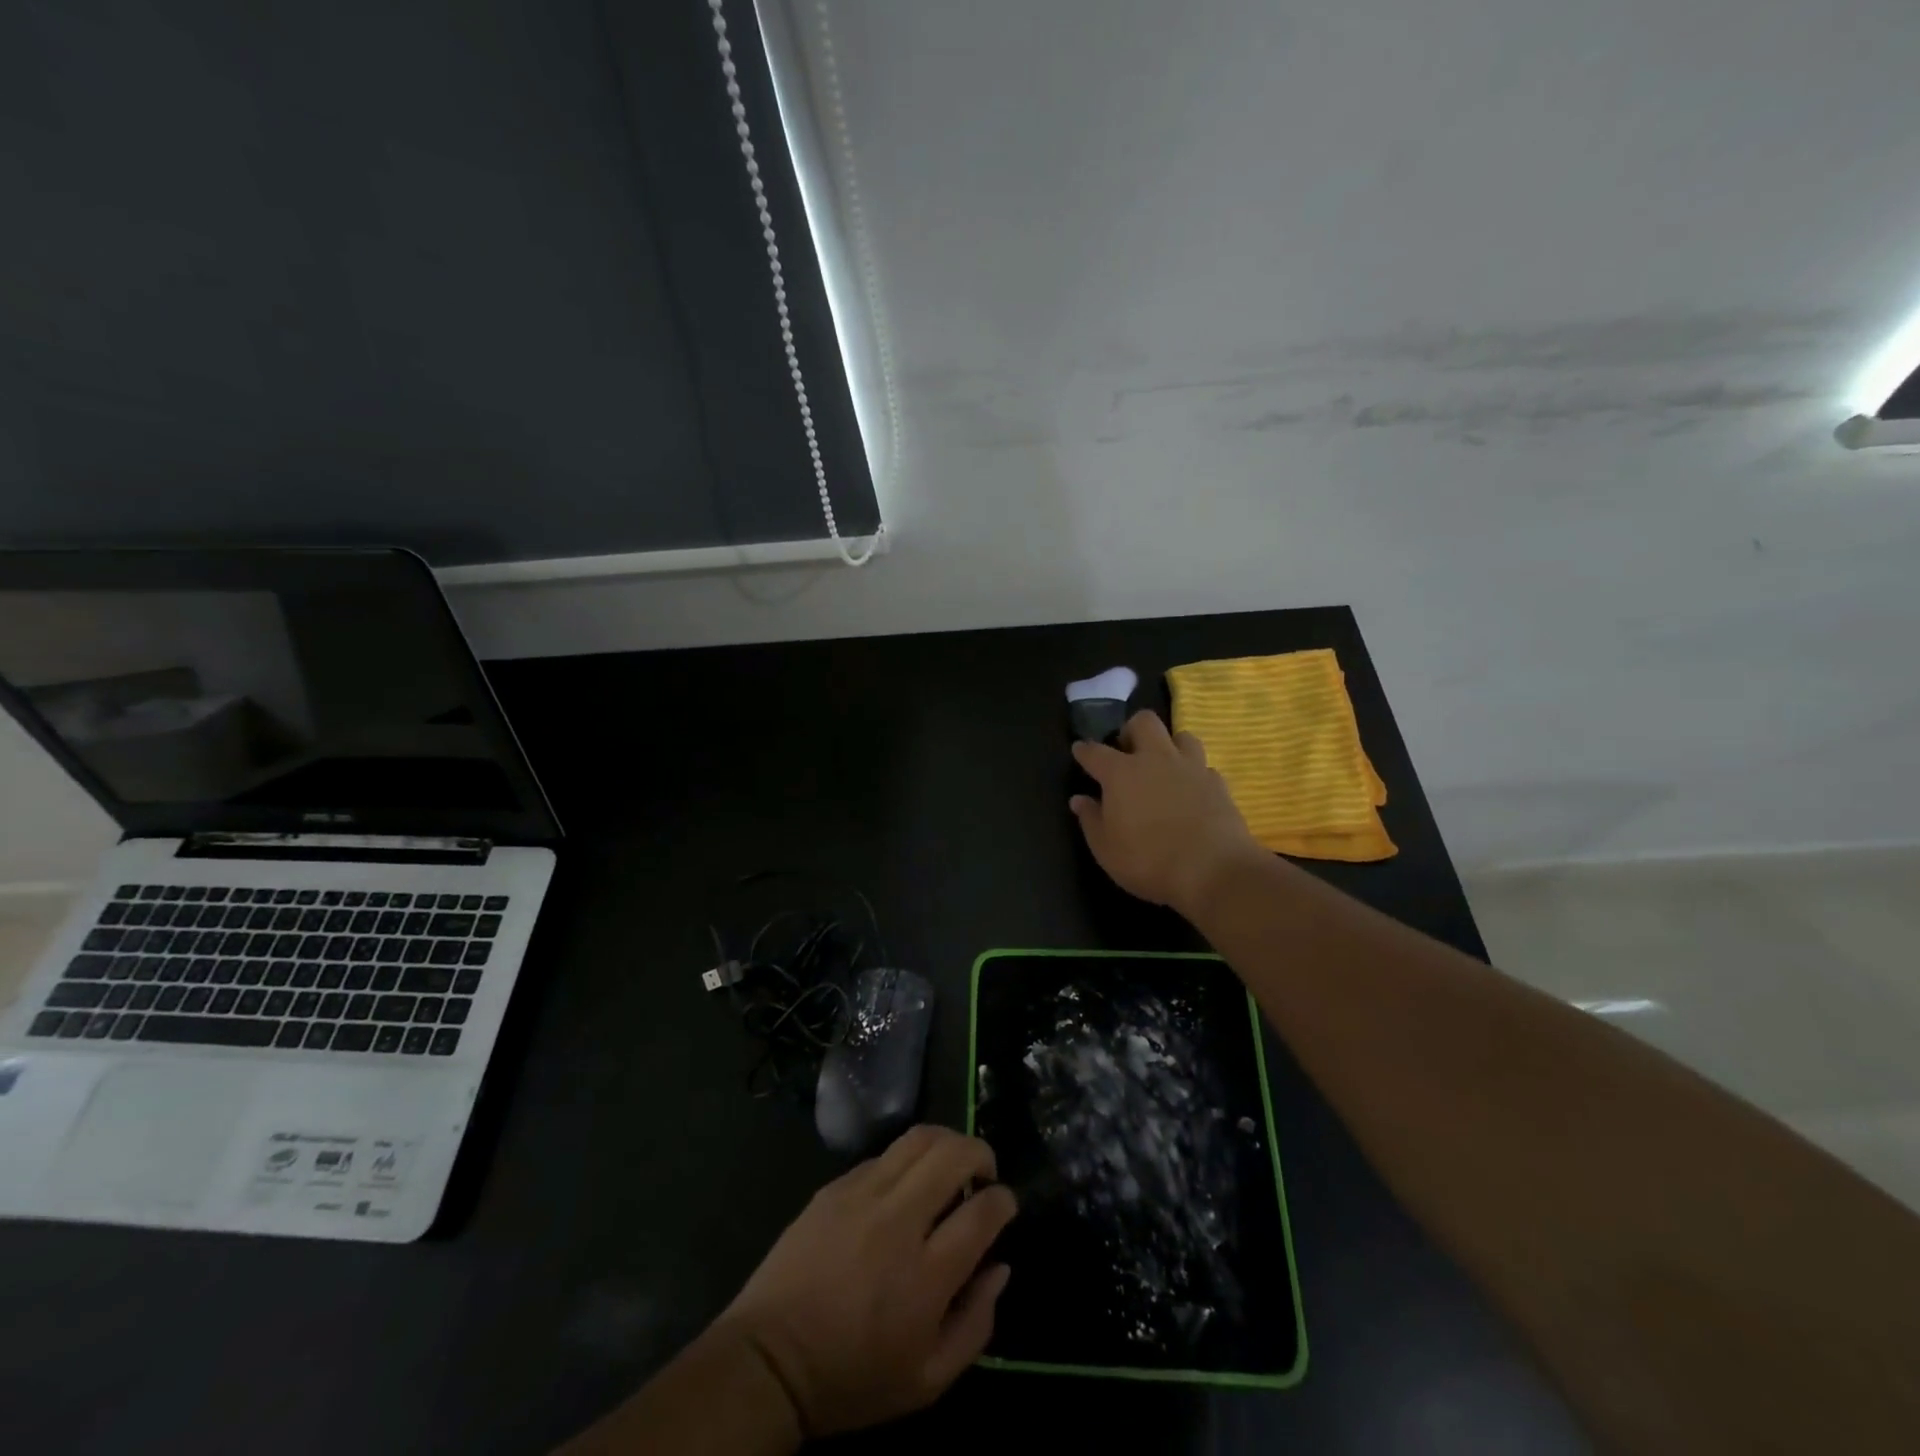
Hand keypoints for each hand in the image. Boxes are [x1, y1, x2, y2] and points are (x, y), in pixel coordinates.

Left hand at [717, 1125, 1017, 1438]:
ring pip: (919, 1138)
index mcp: (926, 1275)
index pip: (982, 1212)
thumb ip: (976, 1324)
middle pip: (953, 1154)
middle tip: (984, 1173)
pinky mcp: (835, 1186)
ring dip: (947, 1141)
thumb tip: (1000, 1267)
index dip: (1004, 1200)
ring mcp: (862, 1195)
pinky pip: (883, 1154)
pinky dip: (906, 1160)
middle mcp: (898, 1221)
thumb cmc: (853, 1379)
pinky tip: (904, 1185)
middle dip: (981, 1153)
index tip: (1005, 1204)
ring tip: (951, 1163)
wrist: (770, 1360)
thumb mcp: (928, 1381)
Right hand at [1070, 710, 1265, 914]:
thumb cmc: (1148, 861)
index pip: (1095, 752)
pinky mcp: (1219, 784)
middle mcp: (1156, 760)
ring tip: (1164, 766)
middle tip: (1127, 752)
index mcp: (1121, 773)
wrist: (1213, 871)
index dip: (1084, 750)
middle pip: (1144, 722)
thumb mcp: (1106, 849)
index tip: (1079, 750)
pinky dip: (1194, 774)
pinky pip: (1204, 767)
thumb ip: (1091, 820)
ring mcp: (1191, 768)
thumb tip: (1079, 800)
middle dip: (1132, 730)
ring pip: (1182, 736)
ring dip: (1170, 745)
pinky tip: (1190, 791)